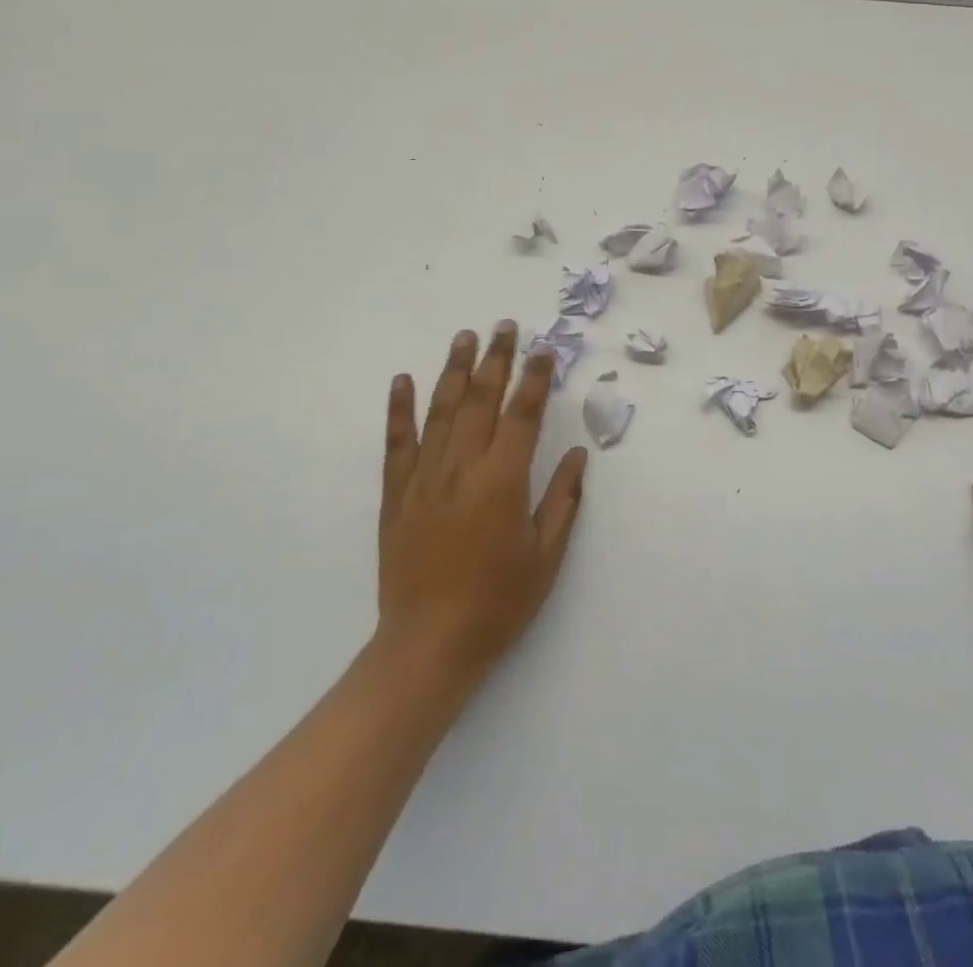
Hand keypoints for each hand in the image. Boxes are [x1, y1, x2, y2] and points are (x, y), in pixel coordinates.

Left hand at [378, 323, 586, 694]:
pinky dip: (400, 409)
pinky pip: (397, 443)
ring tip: (464, 336)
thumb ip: (562, 499)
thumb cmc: (498, 603)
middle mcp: (462, 469)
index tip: (545, 349)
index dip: (536, 379)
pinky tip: (403, 380)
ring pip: (441, 412)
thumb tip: (576, 453)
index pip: (523, 415)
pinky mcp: (396, 495)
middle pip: (481, 400)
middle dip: (496, 359)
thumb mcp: (545, 555)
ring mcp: (424, 479)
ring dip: (454, 370)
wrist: (429, 646)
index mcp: (503, 481)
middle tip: (505, 327)